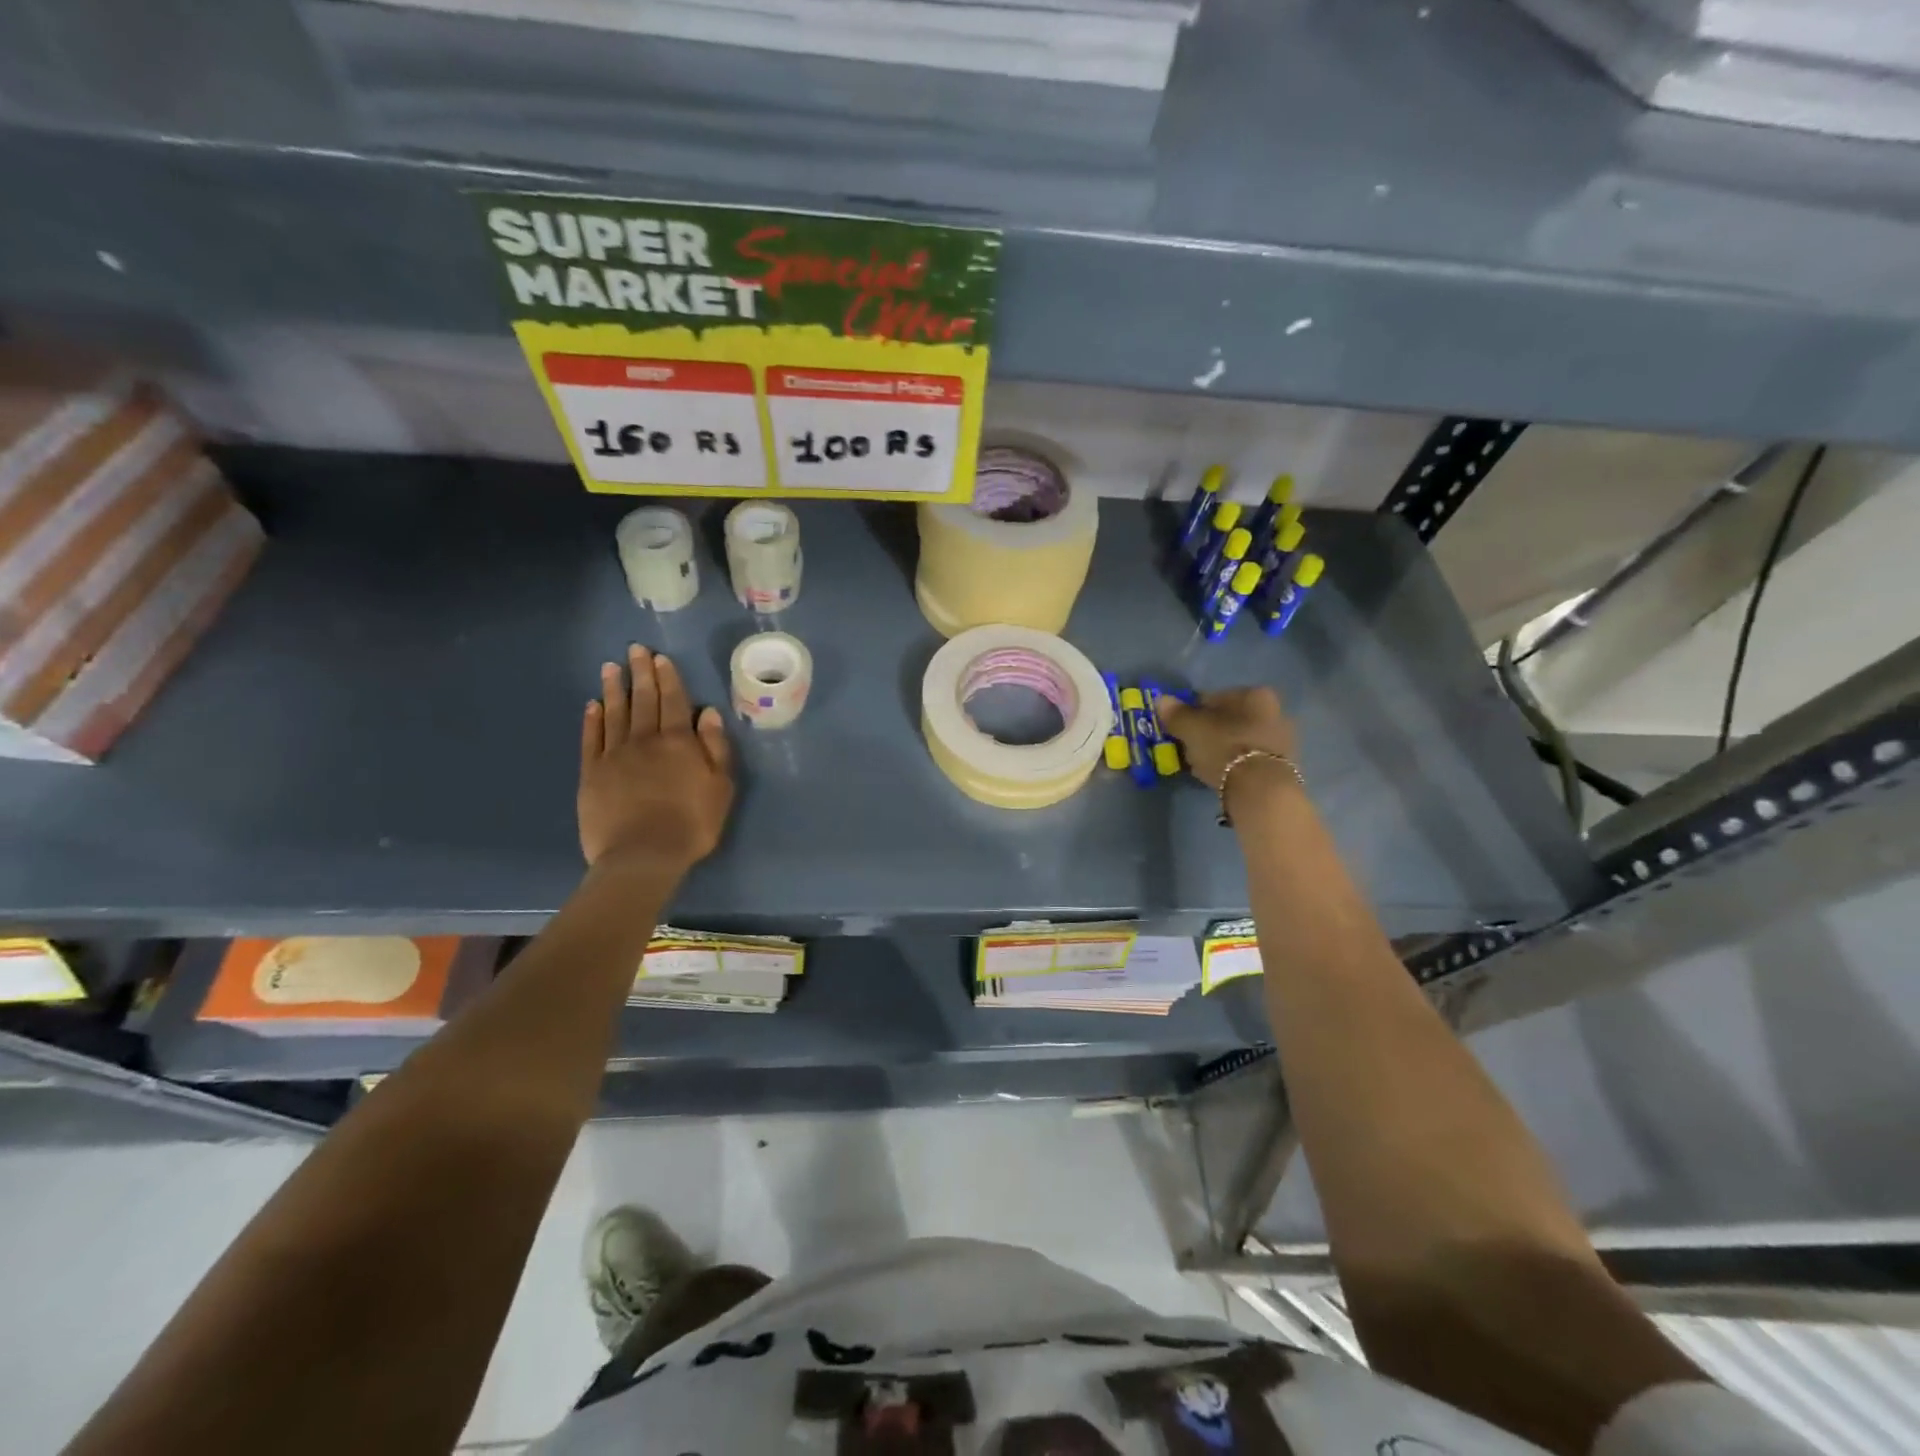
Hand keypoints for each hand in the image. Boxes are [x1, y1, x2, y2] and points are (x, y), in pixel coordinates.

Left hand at [579, 646, 734, 874]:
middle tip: (634, 649)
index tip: (660, 657)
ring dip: (614, 689)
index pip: (674, 701)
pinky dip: (592, 720)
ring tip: (610, 668)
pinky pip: (591, 739)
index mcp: (678, 742)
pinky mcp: (592, 774)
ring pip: (615, 713)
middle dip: (640, 673)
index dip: (668, 678)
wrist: (642, 856)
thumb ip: (715, 748)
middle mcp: (645, 740)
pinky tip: (593, 706)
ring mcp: (614, 756)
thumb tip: (708, 713)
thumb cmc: (691, 824)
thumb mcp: (720, 787)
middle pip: (643, 700)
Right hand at [1157, 686, 1297, 790]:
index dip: (1192, 712)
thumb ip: (1175, 713)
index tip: (1180, 729)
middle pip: (1230, 719)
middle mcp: (1274, 710)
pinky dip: (1235, 763)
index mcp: (1254, 694)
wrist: (1261, 789)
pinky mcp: (1283, 765)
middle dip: (1210, 731)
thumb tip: (1161, 700)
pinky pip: (1249, 758)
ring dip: (1222, 748)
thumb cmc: (1225, 747)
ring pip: (1240, 739)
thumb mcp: (1191, 729)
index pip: (1213, 698)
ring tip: (1203, 765)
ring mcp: (1282, 739)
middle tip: (1190, 748)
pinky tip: (1221, 776)